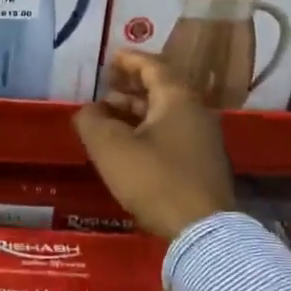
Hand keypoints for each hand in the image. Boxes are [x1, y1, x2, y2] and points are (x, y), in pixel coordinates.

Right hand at [72, 51, 233, 239]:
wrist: (202, 231)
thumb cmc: (154, 179)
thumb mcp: (111, 147)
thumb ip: (92, 121)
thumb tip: (87, 110)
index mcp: (178, 99)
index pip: (153, 66)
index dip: (129, 60)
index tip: (109, 59)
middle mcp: (196, 112)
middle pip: (161, 89)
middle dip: (130, 87)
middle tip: (104, 88)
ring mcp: (203, 139)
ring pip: (166, 114)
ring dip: (136, 111)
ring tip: (108, 118)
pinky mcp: (202, 164)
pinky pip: (171, 133)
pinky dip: (147, 130)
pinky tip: (128, 145)